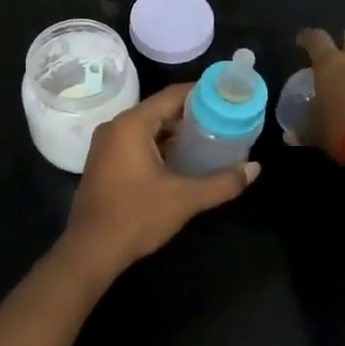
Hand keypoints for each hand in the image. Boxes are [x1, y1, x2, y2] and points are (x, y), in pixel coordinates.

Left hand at [58, 84, 259, 282]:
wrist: (90, 251)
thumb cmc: (136, 216)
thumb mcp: (184, 198)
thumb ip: (222, 182)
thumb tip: (254, 168)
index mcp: (132, 124)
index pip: (172, 95)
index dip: (202, 93)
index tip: (228, 97)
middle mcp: (116, 127)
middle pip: (161, 109)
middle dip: (193, 115)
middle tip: (225, 119)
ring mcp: (107, 145)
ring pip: (149, 127)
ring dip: (177, 132)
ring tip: (211, 137)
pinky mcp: (105, 163)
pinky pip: (138, 142)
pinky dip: (161, 145)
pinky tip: (184, 159)